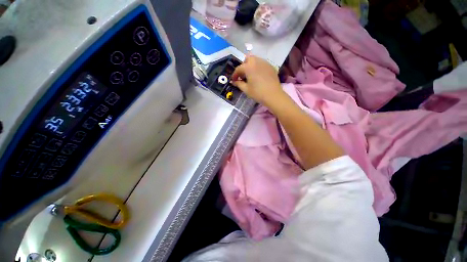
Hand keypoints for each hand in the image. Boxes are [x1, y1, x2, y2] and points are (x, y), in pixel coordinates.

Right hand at [231, 56, 285, 106]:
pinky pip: (262, 64)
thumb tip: (234, 82)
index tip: (233, 80)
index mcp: (249, 67)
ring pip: (255, 60)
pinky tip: (258, 76)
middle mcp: (256, 61)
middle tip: (243, 75)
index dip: (234, 75)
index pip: (239, 68)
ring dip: (251, 65)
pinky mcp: (271, 66)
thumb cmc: (258, 93)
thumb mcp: (246, 89)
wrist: (273, 95)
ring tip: (250, 75)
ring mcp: (265, 63)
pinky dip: (258, 67)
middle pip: (247, 59)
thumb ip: (239, 84)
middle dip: (243, 66)